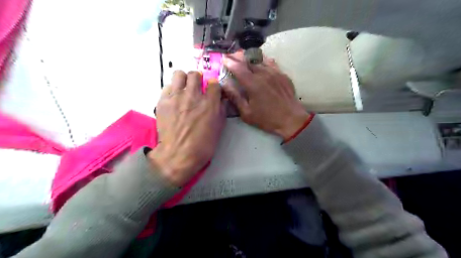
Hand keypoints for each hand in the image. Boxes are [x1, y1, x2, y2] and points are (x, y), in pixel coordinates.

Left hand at [149, 70, 226, 184]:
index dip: (213, 86)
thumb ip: (221, 110)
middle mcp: (193, 96)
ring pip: (179, 74)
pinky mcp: (163, 101)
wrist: (178, 155)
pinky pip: (167, 86)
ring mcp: (176, 97)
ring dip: (183, 80)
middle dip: (198, 79)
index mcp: (210, 103)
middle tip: (197, 88)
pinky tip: (174, 99)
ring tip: (184, 89)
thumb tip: (221, 100)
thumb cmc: (202, 145)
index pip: (214, 82)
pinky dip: (172, 90)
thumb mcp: (218, 128)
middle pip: (195, 74)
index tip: (212, 90)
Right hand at [222, 50, 309, 139]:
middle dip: (237, 57)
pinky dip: (262, 60)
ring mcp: (275, 72)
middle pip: (248, 60)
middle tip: (230, 55)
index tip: (223, 58)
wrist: (291, 120)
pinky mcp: (282, 74)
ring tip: (243, 56)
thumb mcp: (247, 113)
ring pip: (259, 59)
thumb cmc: (267, 119)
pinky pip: (271, 63)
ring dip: (249, 57)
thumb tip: (225, 85)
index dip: (229, 62)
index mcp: (253, 84)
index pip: (238, 68)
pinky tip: (260, 61)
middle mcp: (263, 74)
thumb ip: (235, 97)